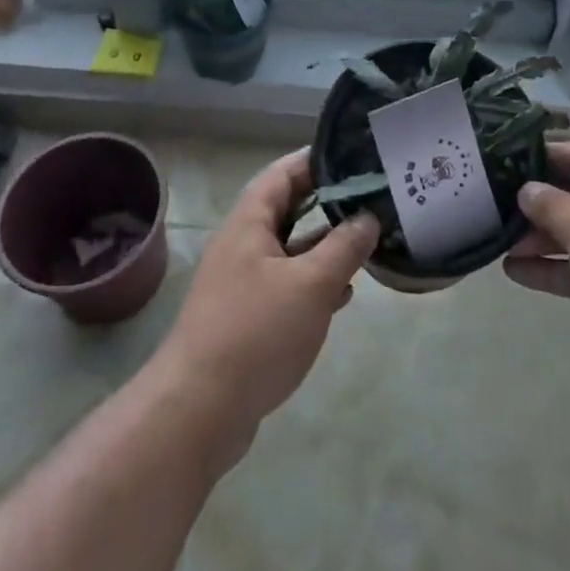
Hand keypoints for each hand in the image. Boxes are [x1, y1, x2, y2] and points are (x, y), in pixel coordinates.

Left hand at [157, 149, 378, 444]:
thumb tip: (369, 218)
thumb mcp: (311, 284)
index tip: (356, 158)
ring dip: (326, 245)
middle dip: (328, 203)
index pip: (284, 173)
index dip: (318, 161)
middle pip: (288, 209)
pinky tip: (345, 293)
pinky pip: (287, 285)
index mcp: (250, 223)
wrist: (197, 413)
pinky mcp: (247, 318)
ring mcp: (243, 283)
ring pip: (291, 250)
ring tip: (369, 241)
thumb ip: (344, 247)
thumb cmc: (255, 333)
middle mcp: (243, 245)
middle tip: (372, 199)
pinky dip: (315, 282)